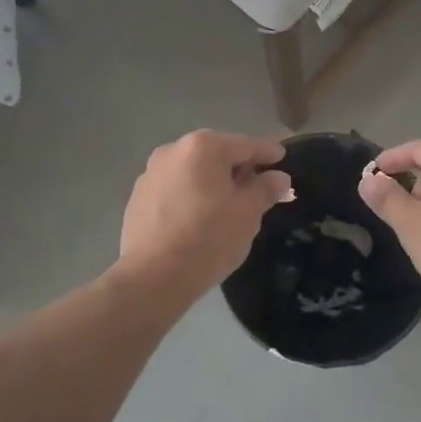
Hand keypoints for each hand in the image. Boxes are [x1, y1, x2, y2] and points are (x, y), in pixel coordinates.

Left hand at [117, 130, 293, 296]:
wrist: (152, 277)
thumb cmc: (208, 237)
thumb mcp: (247, 213)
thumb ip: (265, 189)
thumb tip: (279, 177)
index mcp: (203, 146)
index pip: (245, 145)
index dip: (267, 152)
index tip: (282, 157)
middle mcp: (173, 151)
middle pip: (216, 155)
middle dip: (239, 168)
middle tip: (260, 186)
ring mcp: (151, 174)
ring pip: (193, 172)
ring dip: (213, 183)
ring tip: (230, 205)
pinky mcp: (138, 198)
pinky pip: (175, 190)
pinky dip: (192, 197)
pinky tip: (200, 219)